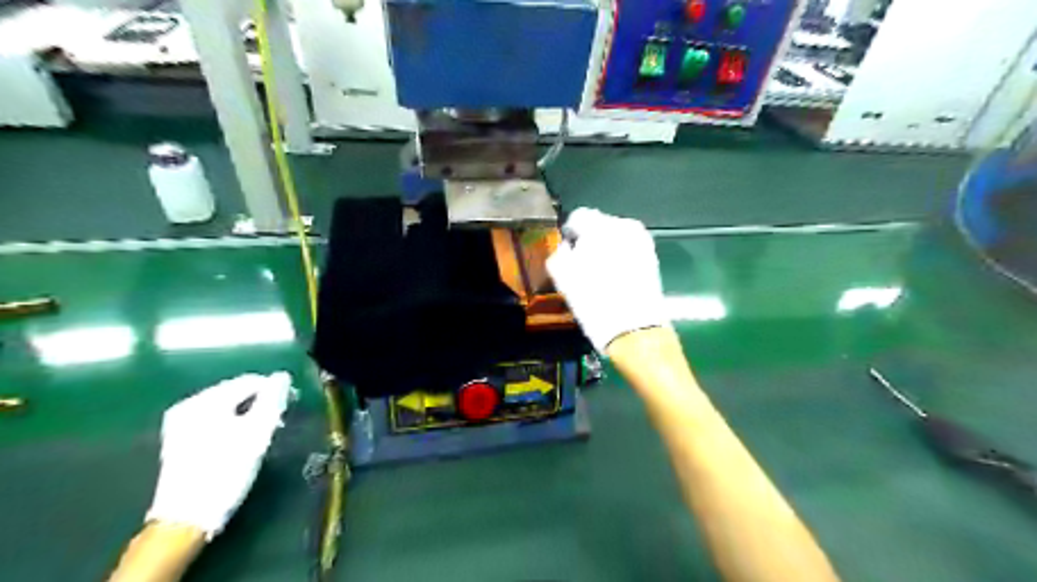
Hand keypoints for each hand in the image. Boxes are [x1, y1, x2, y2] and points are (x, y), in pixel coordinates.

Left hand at [143, 375, 293, 537]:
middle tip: (280, 420)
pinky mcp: (180, 440)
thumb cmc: (226, 472)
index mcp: (204, 401)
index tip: (293, 405)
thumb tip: (282, 377)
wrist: (185, 519)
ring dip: (250, 414)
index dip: (276, 389)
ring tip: (265, 431)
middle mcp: (188, 406)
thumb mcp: (257, 434)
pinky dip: (234, 424)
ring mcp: (181, 424)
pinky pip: (216, 420)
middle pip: (237, 392)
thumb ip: (272, 400)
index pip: (250, 381)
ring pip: (228, 407)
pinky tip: (243, 440)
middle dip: (262, 402)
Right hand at [547, 209, 669, 353]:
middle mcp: (624, 226)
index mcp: (600, 227)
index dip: (570, 234)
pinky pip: (628, 249)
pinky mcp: (652, 256)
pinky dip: (620, 258)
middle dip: (590, 241)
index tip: (567, 253)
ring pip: (615, 237)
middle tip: (582, 266)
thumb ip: (559, 255)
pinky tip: (615, 279)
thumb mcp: (564, 279)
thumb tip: (566, 247)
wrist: (634, 329)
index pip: (578, 217)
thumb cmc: (594, 303)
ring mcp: (642, 240)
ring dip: (606, 249)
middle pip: (599, 225)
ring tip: (599, 274)